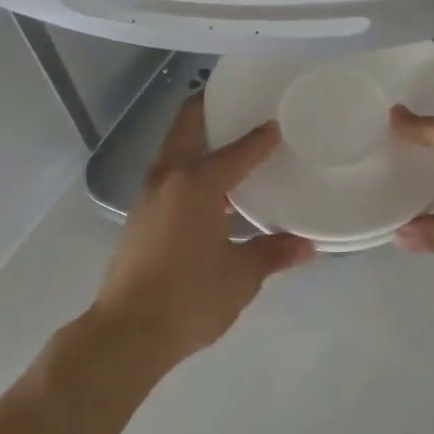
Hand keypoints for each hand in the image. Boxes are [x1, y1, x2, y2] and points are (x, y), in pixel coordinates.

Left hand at [95, 95, 313, 365]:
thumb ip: (272, 254)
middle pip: (186, 127)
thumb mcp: (240, 277)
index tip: (278, 123)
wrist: (127, 333)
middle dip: (206, 108)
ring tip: (224, 140)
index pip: (237, 151)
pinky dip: (186, 166)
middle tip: (234, 100)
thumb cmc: (189, 298)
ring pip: (172, 150)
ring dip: (194, 137)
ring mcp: (148, 197)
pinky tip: (206, 188)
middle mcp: (169, 179)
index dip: (261, 138)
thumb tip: (306, 246)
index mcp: (197, 185)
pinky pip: (166, 175)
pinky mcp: (138, 218)